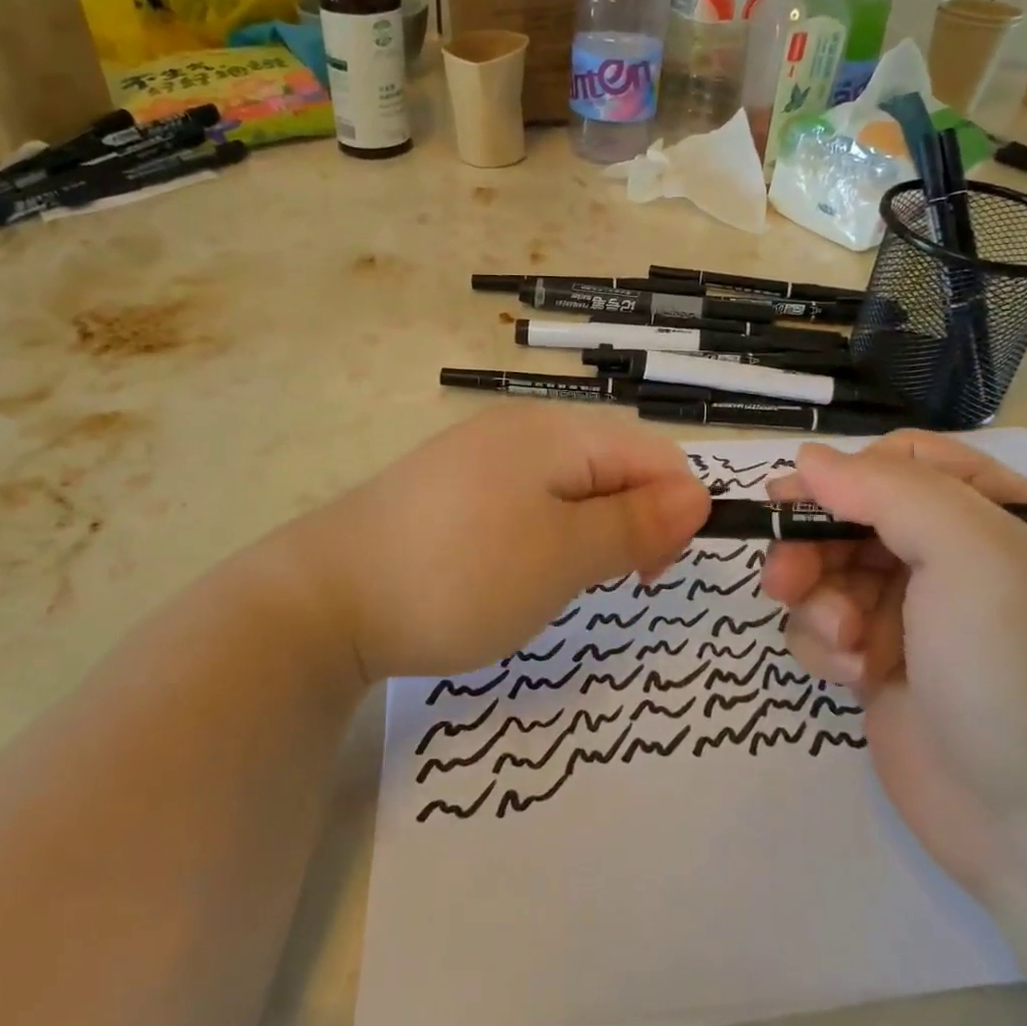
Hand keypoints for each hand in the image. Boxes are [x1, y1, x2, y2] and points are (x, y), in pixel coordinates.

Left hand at [281, 404, 709, 682]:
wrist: (327, 597)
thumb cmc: (460, 575)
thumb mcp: (563, 556)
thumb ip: (635, 523)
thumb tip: (699, 495)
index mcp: (555, 431)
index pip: (652, 453)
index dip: (675, 509)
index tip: (651, 573)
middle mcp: (521, 428)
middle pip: (612, 463)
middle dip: (632, 520)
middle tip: (608, 582)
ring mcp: (481, 454)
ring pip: (571, 484)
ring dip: (589, 529)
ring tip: (561, 579)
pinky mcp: (453, 485)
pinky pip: (527, 497)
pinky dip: (545, 531)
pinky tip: (518, 567)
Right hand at [763, 433, 1026, 902]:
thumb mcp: (973, 555)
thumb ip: (887, 489)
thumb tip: (810, 458)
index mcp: (1004, 518)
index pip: (909, 462)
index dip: (848, 474)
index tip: (796, 498)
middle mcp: (964, 561)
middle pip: (858, 517)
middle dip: (816, 544)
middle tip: (785, 578)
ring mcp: (924, 617)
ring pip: (833, 572)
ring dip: (820, 599)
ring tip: (840, 642)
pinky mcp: (888, 668)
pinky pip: (830, 628)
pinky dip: (827, 645)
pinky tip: (851, 678)